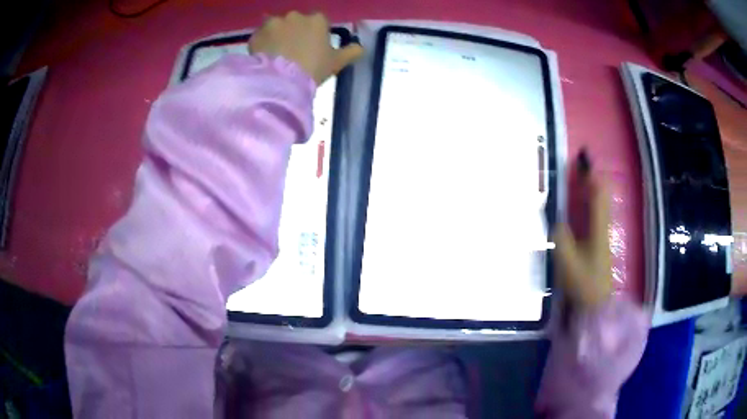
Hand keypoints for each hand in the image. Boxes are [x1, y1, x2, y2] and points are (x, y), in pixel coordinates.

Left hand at [249, 11, 362, 84]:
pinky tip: (263, 58)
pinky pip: (259, 37)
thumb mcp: (337, 62)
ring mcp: (273, 23)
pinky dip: (261, 45)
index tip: (312, 46)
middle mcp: (295, 15)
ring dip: (275, 36)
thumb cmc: (313, 68)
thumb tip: (361, 48)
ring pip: (275, 27)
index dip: (315, 32)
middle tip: (293, 51)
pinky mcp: (256, 34)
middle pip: (295, 21)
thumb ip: (350, 52)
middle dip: (294, 32)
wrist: (281, 81)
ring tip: (275, 55)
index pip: (318, 21)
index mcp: (317, 20)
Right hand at [554, 165, 611, 308]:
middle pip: (601, 196)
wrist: (596, 305)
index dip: (591, 175)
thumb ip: (560, 238)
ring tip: (578, 178)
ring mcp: (602, 235)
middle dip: (591, 178)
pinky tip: (580, 204)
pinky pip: (595, 215)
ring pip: (599, 204)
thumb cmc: (583, 283)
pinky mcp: (598, 242)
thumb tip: (555, 219)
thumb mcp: (568, 262)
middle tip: (578, 165)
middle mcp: (603, 227)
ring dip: (590, 189)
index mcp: (598, 228)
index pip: (598, 195)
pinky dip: (589, 203)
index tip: (582, 159)